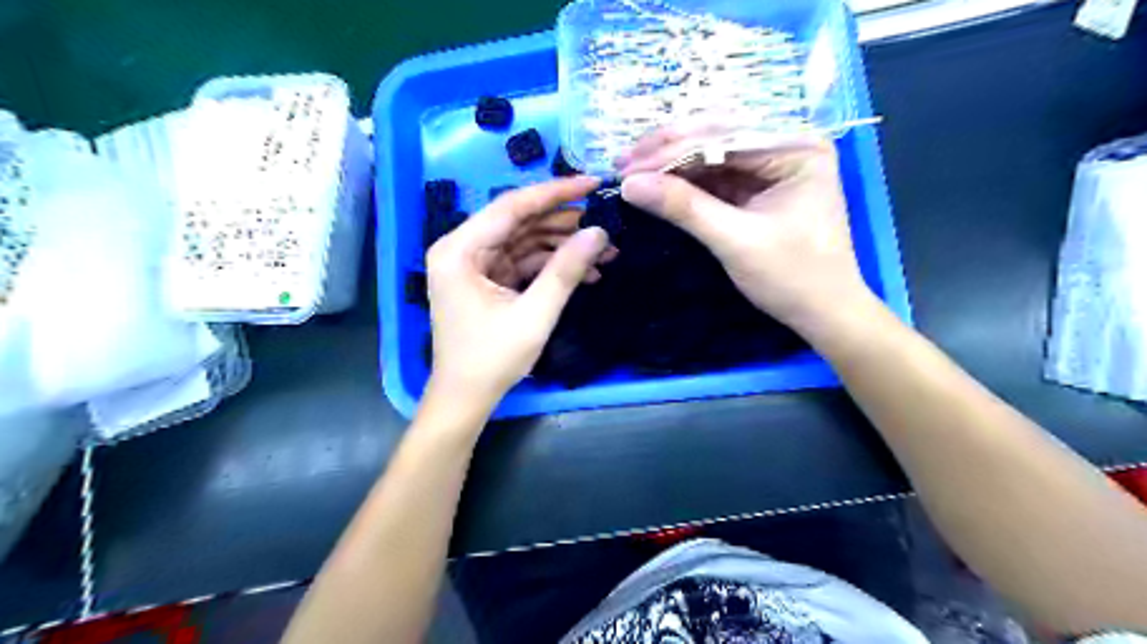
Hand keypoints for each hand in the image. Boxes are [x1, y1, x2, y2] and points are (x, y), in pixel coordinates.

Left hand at [426, 177, 613, 411]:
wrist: (466, 398)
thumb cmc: (492, 359)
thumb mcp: (534, 314)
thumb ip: (566, 271)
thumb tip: (599, 233)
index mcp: (460, 250)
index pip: (511, 206)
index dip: (555, 192)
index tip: (592, 182)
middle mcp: (462, 248)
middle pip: (519, 221)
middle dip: (564, 223)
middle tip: (605, 222)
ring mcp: (474, 264)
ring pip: (525, 241)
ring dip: (562, 246)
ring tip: (603, 251)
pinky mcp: (487, 280)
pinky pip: (523, 262)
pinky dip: (551, 266)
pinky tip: (585, 271)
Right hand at [623, 128, 873, 339]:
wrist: (822, 313)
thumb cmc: (793, 277)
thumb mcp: (736, 241)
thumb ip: (684, 208)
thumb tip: (629, 185)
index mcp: (796, 147)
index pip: (723, 135)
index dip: (670, 149)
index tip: (627, 166)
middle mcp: (785, 145)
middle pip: (716, 135)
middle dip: (667, 151)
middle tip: (622, 164)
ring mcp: (770, 165)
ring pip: (710, 153)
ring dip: (670, 164)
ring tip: (630, 172)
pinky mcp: (756, 187)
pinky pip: (714, 175)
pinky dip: (684, 181)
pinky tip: (656, 183)